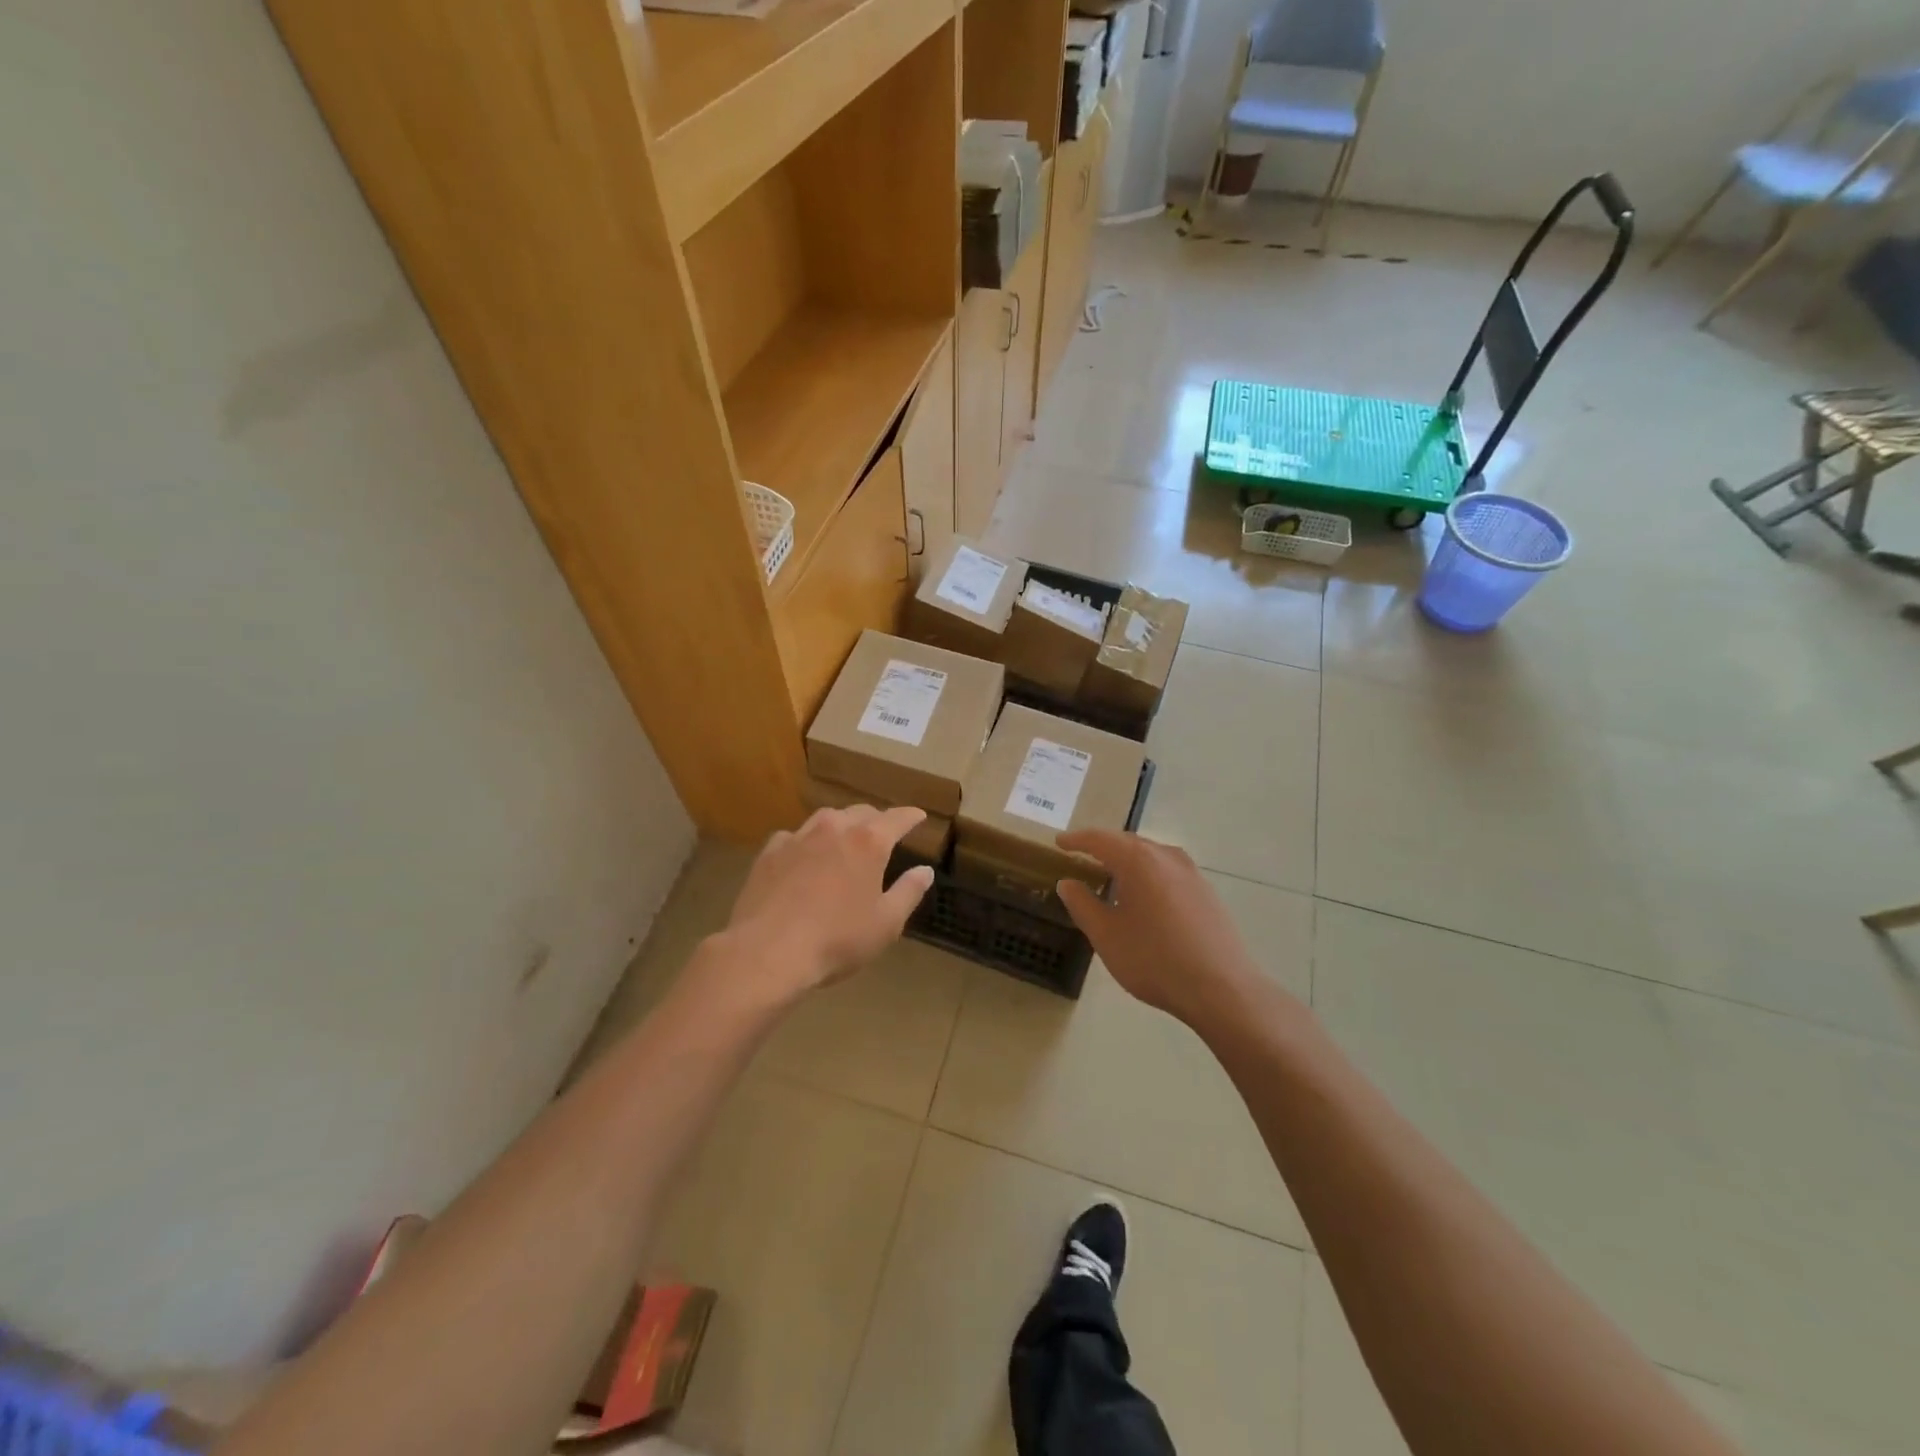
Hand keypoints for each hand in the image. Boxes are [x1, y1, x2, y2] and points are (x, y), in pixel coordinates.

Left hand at [718, 805, 934, 1000]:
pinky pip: (795, 836)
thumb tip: (924, 870)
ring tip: (845, 838)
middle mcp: (834, 828)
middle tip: (884, 832)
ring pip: (826, 818)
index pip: (897, 818)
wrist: (767, 951)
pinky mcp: (770, 851)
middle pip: (861, 812)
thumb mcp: (886, 923)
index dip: (911, 816)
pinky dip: (808, 841)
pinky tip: (805, 856)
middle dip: (876, 819)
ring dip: (841, 825)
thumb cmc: (836, 940)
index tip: (919, 816)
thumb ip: (908, 892)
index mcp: (869, 842)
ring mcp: (798, 837)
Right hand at [1054, 831, 1265, 1025]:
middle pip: (1128, 842)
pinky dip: (1148, 872)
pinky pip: (1168, 870)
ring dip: (1128, 859)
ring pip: (1151, 854)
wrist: (1222, 988)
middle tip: (1082, 856)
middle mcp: (1166, 856)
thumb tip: (1067, 882)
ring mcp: (1191, 873)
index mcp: (1138, 861)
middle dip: (1103, 846)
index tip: (1059, 843)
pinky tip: (1145, 895)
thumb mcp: (1106, 935)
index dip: (1076, 840)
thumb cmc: (1154, 959)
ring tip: (1111, 874)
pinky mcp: (1206, 891)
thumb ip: (1082, 904)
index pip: (1099, 839)